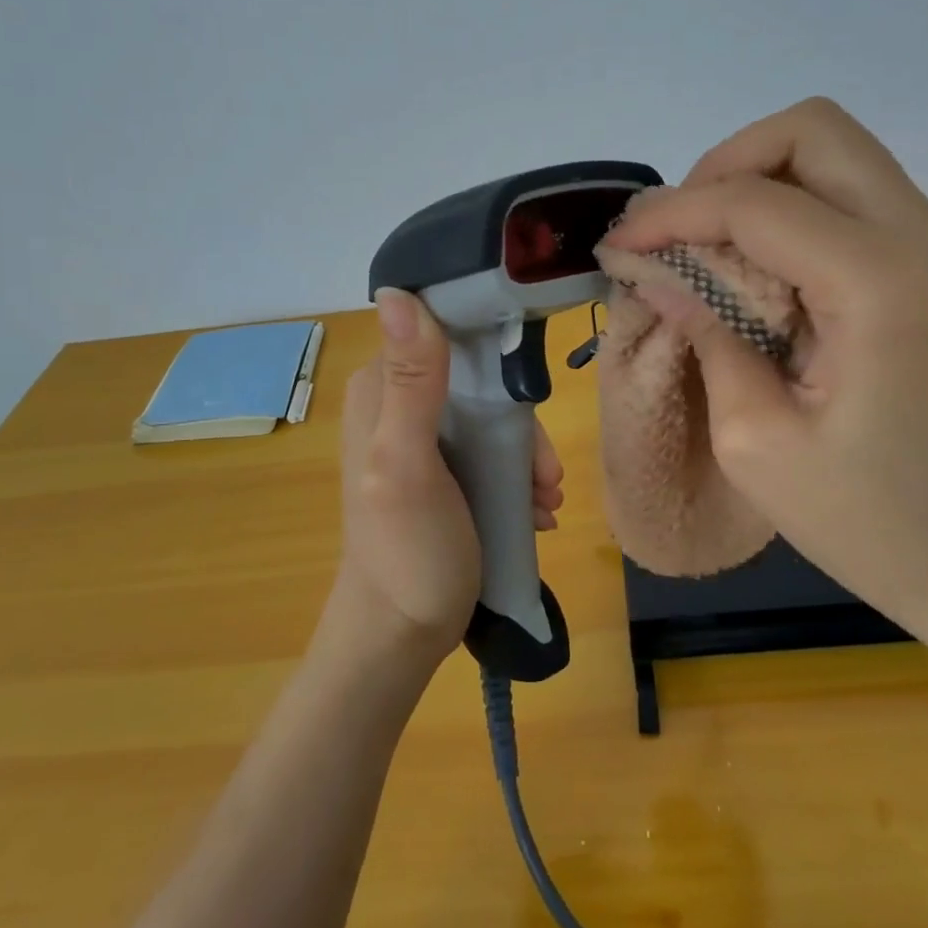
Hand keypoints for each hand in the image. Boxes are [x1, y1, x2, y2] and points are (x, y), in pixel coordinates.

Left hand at [334, 288, 564, 667]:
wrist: (401, 636)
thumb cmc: (407, 550)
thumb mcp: (409, 463)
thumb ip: (411, 381)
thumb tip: (398, 291)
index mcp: (381, 388)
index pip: (445, 333)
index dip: (493, 352)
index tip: (528, 396)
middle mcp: (398, 402)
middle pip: (479, 379)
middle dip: (519, 424)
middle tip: (545, 474)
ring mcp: (422, 437)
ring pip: (492, 417)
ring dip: (526, 456)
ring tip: (546, 500)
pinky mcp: (443, 469)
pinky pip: (491, 450)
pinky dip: (518, 475)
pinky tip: (536, 510)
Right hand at [602, 97, 927, 648]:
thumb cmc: (872, 524)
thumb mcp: (757, 443)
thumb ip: (709, 337)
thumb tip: (662, 277)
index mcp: (879, 284)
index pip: (755, 202)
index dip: (673, 213)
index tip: (619, 245)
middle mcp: (921, 239)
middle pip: (813, 130)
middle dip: (727, 165)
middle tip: (680, 229)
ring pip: (836, 154)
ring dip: (760, 181)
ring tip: (709, 245)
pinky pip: (854, 197)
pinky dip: (794, 209)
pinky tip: (759, 268)